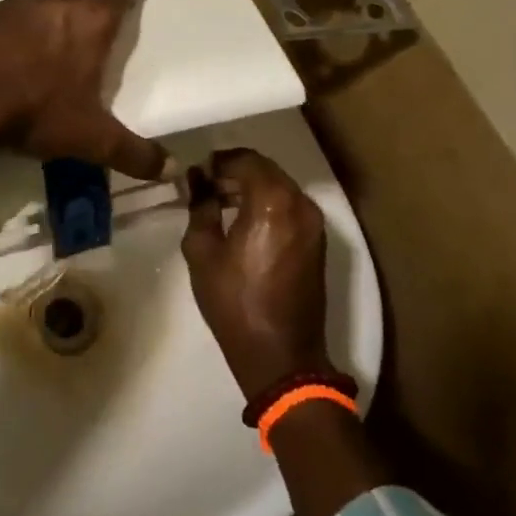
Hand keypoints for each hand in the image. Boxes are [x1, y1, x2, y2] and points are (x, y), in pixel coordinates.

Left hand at [0, 0, 171, 180]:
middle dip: (77, 22)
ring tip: (31, 67)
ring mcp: (10, 7)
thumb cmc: (35, 112)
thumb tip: (170, 169)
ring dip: (37, 30)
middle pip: (73, 0)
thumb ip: (134, 154)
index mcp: (89, 23)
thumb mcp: (90, 140)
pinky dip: (1, 40)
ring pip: (33, 10)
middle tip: (74, 57)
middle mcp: (51, 4)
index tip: (123, 8)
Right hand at [181, 149, 331, 400]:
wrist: (281, 355)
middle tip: (206, 186)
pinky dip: (267, 203)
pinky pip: (290, 206)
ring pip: (279, 186)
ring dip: (252, 187)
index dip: (218, 162)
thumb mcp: (202, 251)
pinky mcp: (318, 241)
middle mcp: (300, 204)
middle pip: (265, 169)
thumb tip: (198, 180)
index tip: (197, 174)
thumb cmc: (234, 302)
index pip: (244, 160)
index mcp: (272, 202)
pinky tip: (244, 221)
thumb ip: (200, 206)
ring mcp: (314, 223)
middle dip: (235, 171)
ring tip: (221, 203)